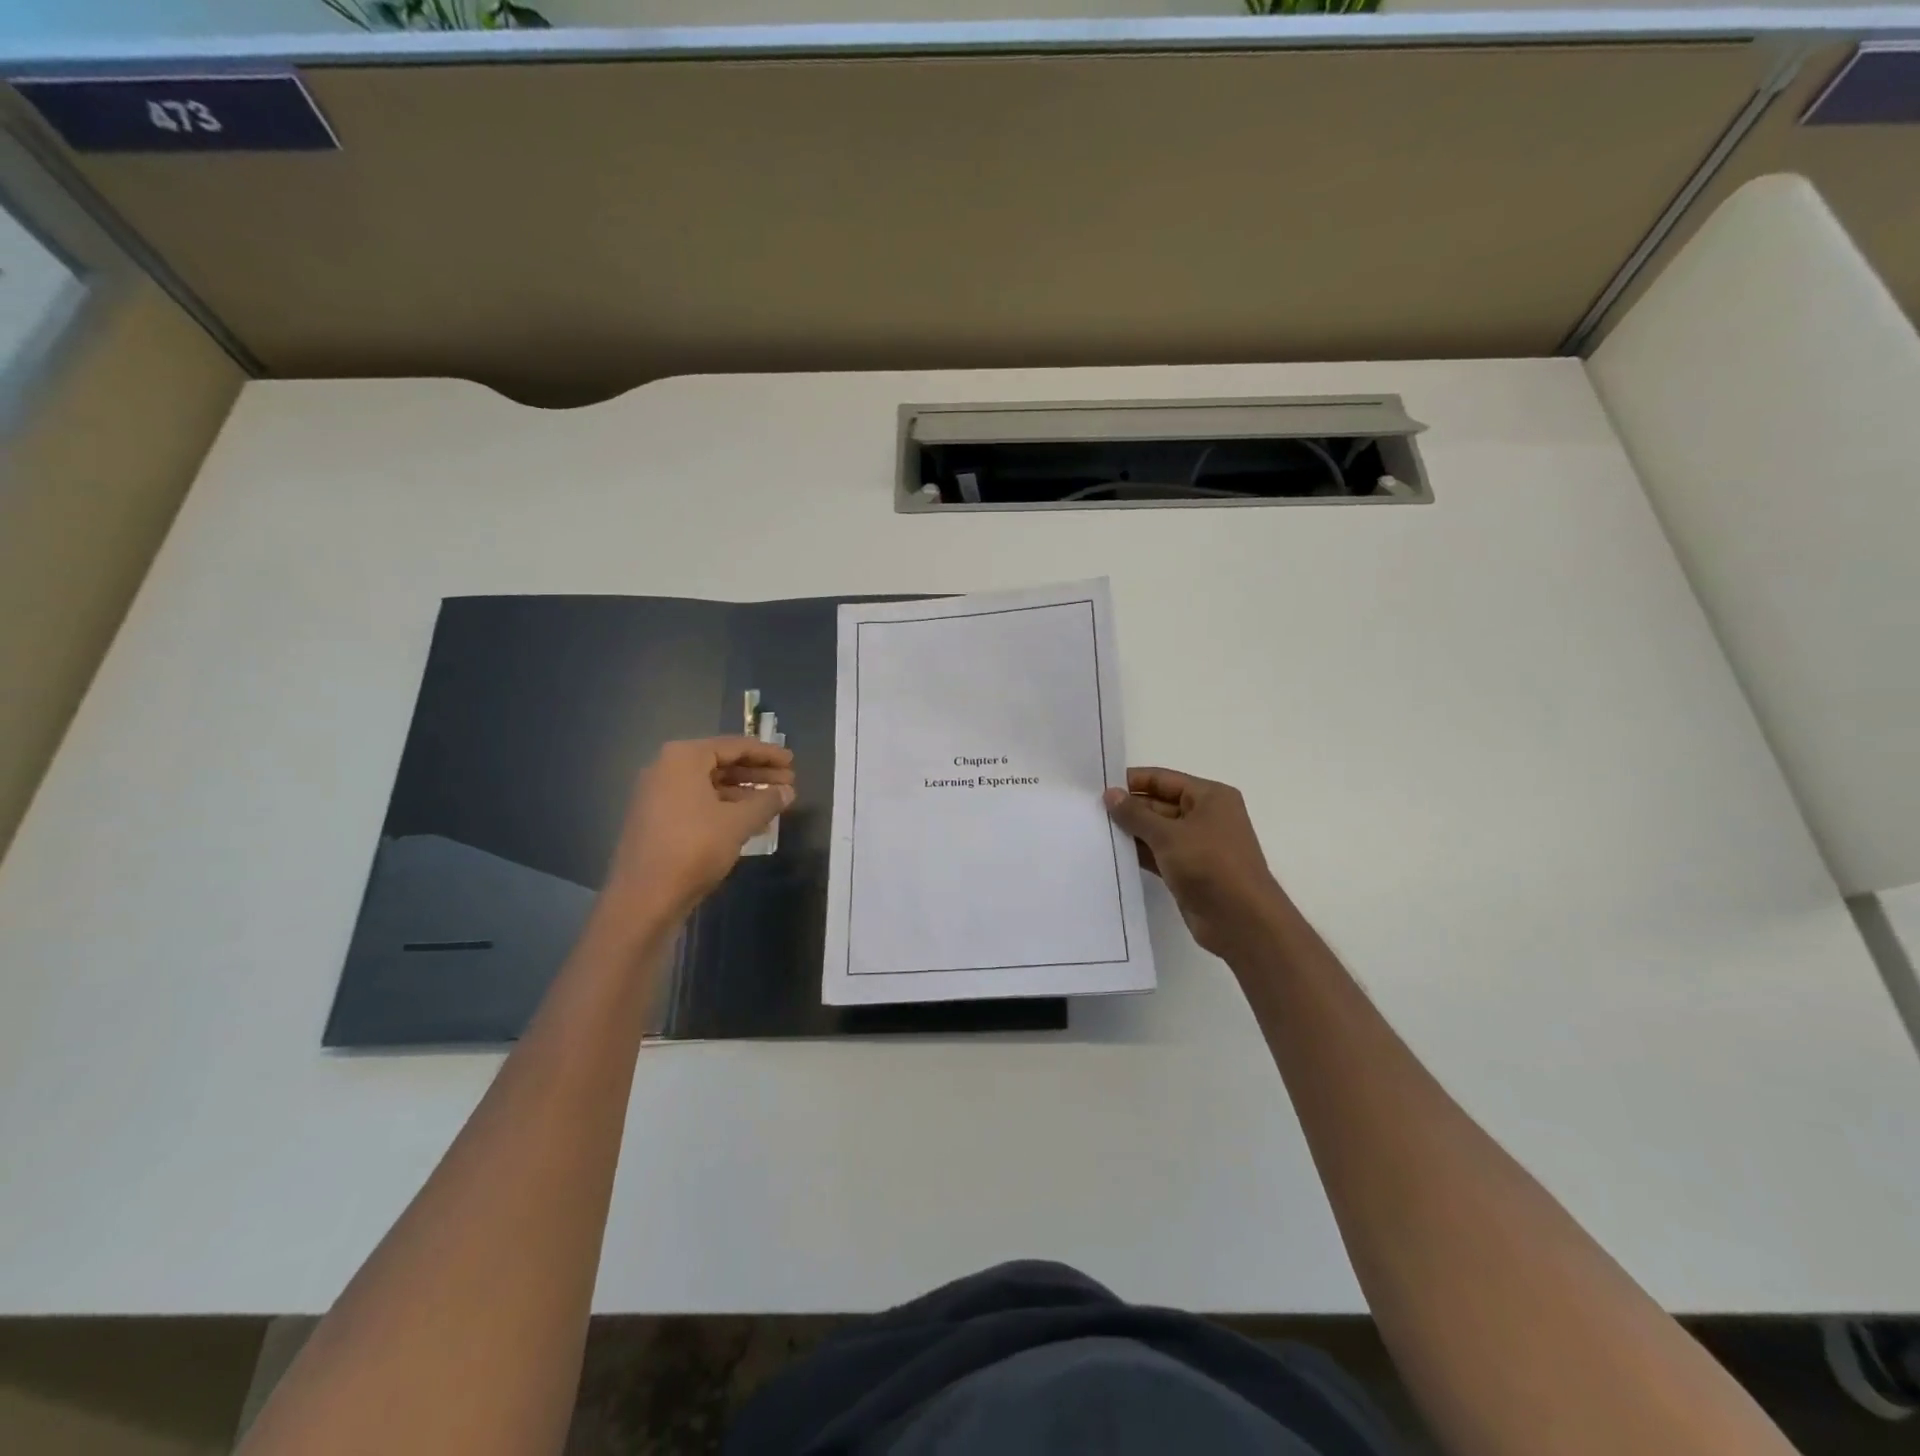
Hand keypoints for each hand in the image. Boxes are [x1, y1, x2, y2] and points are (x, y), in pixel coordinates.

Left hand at [601, 737, 794, 927]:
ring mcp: (657, 794)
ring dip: (743, 792)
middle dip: (756, 772)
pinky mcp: (656, 819)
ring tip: (774, 802)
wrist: (644, 898)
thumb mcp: (738, 823)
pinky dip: (724, 807)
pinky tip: (750, 822)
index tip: (791, 761)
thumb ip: (766, 801)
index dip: (766, 753)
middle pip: (720, 763)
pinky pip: (698, 802)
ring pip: (710, 785)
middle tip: (788, 781)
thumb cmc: (694, 848)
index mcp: (683, 758)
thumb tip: (788, 791)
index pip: (734, 746)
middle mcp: (666, 768)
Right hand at [1104, 767, 1287, 960]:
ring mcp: (1198, 845)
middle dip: (1129, 808)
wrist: (1241, 920)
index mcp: (1210, 797)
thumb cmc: (1209, 865)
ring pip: (1158, 831)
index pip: (1164, 779)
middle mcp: (1205, 816)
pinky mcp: (1189, 871)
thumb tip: (1110, 794)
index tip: (1098, 787)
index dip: (1132, 782)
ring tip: (1095, 831)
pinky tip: (1113, 854)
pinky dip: (1139, 853)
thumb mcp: (1168, 835)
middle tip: (1090, 811)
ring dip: (1132, 832)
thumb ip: (1136, 814)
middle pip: (1160, 804)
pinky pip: (1159, 854)